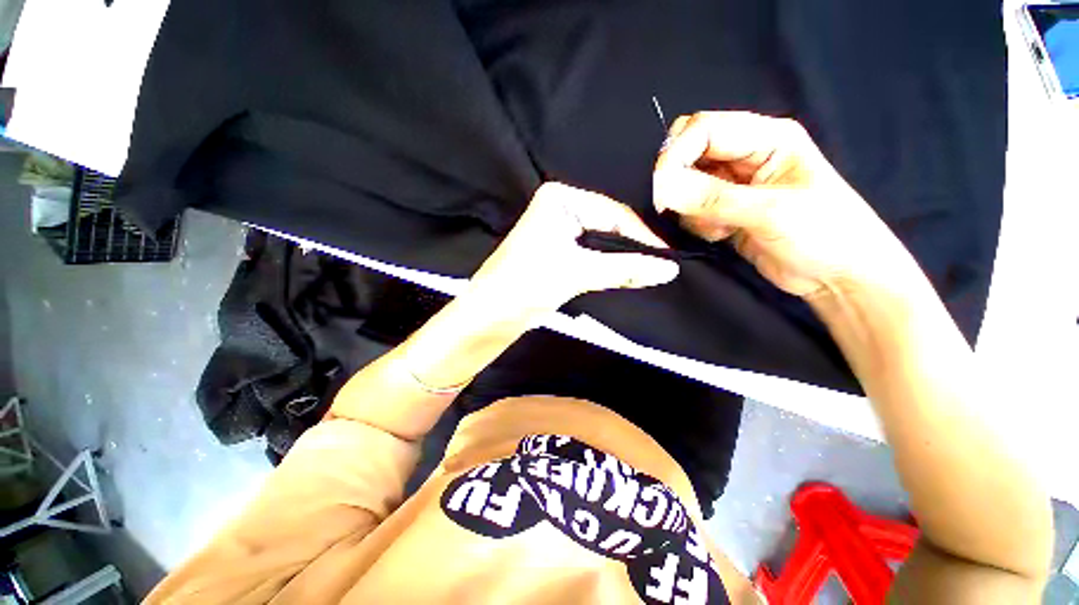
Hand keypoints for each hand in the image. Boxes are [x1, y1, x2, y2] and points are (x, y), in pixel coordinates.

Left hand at [467, 182, 679, 315]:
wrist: (489, 316)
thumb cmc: (528, 285)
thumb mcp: (578, 273)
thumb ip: (625, 269)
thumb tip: (670, 270)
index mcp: (561, 199)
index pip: (613, 213)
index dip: (642, 237)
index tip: (668, 260)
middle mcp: (560, 208)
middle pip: (608, 226)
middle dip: (632, 248)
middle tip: (662, 267)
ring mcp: (558, 230)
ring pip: (601, 242)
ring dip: (621, 258)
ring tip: (649, 271)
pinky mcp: (557, 251)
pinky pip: (591, 253)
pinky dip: (607, 265)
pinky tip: (625, 273)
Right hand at [653, 111, 913, 298]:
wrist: (837, 278)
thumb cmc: (824, 235)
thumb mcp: (770, 212)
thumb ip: (713, 199)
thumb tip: (662, 189)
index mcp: (767, 138)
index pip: (703, 129)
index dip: (677, 154)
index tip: (662, 191)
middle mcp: (745, 156)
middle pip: (689, 153)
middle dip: (679, 181)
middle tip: (680, 207)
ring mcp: (733, 186)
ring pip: (685, 185)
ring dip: (690, 209)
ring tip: (719, 228)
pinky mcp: (723, 212)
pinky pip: (691, 210)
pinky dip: (696, 224)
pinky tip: (722, 236)